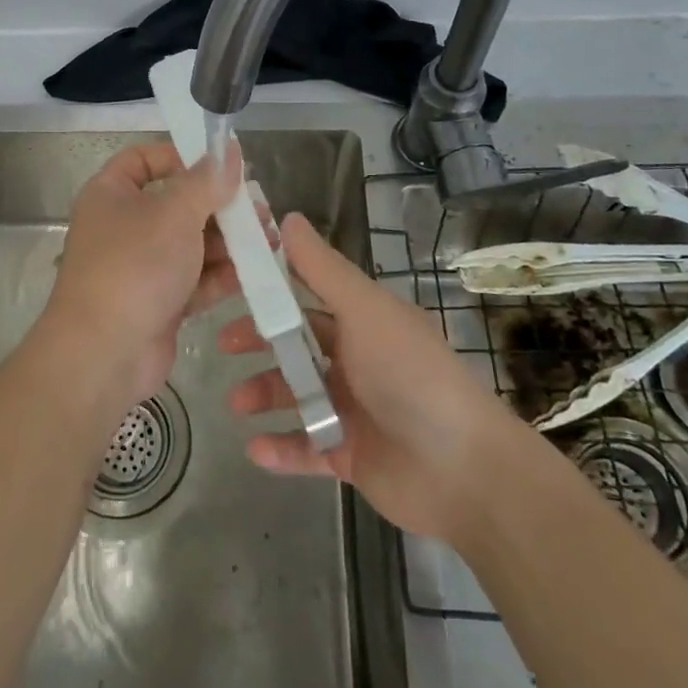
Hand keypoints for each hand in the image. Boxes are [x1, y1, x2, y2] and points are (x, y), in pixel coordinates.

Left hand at [38, 142, 249, 413]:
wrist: (105, 353)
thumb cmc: (135, 266)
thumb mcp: (175, 213)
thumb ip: (206, 181)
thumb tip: (228, 149)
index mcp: (111, 194)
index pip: (143, 160)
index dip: (180, 156)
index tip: (220, 165)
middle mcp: (123, 226)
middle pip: (176, 203)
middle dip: (219, 206)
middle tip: (258, 209)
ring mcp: (140, 267)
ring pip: (190, 244)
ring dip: (228, 242)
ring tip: (269, 241)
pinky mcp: (158, 302)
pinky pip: (194, 279)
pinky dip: (221, 275)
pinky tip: (254, 271)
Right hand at [221, 213, 519, 540]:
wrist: (463, 471)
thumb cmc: (411, 375)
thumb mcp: (364, 311)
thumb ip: (321, 269)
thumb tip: (286, 216)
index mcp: (363, 321)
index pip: (308, 295)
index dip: (272, 288)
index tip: (231, 281)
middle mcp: (356, 360)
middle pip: (297, 345)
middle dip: (260, 342)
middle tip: (224, 343)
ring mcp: (353, 410)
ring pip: (296, 395)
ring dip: (263, 394)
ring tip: (237, 402)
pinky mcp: (351, 456)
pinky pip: (306, 449)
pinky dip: (281, 449)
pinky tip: (254, 448)